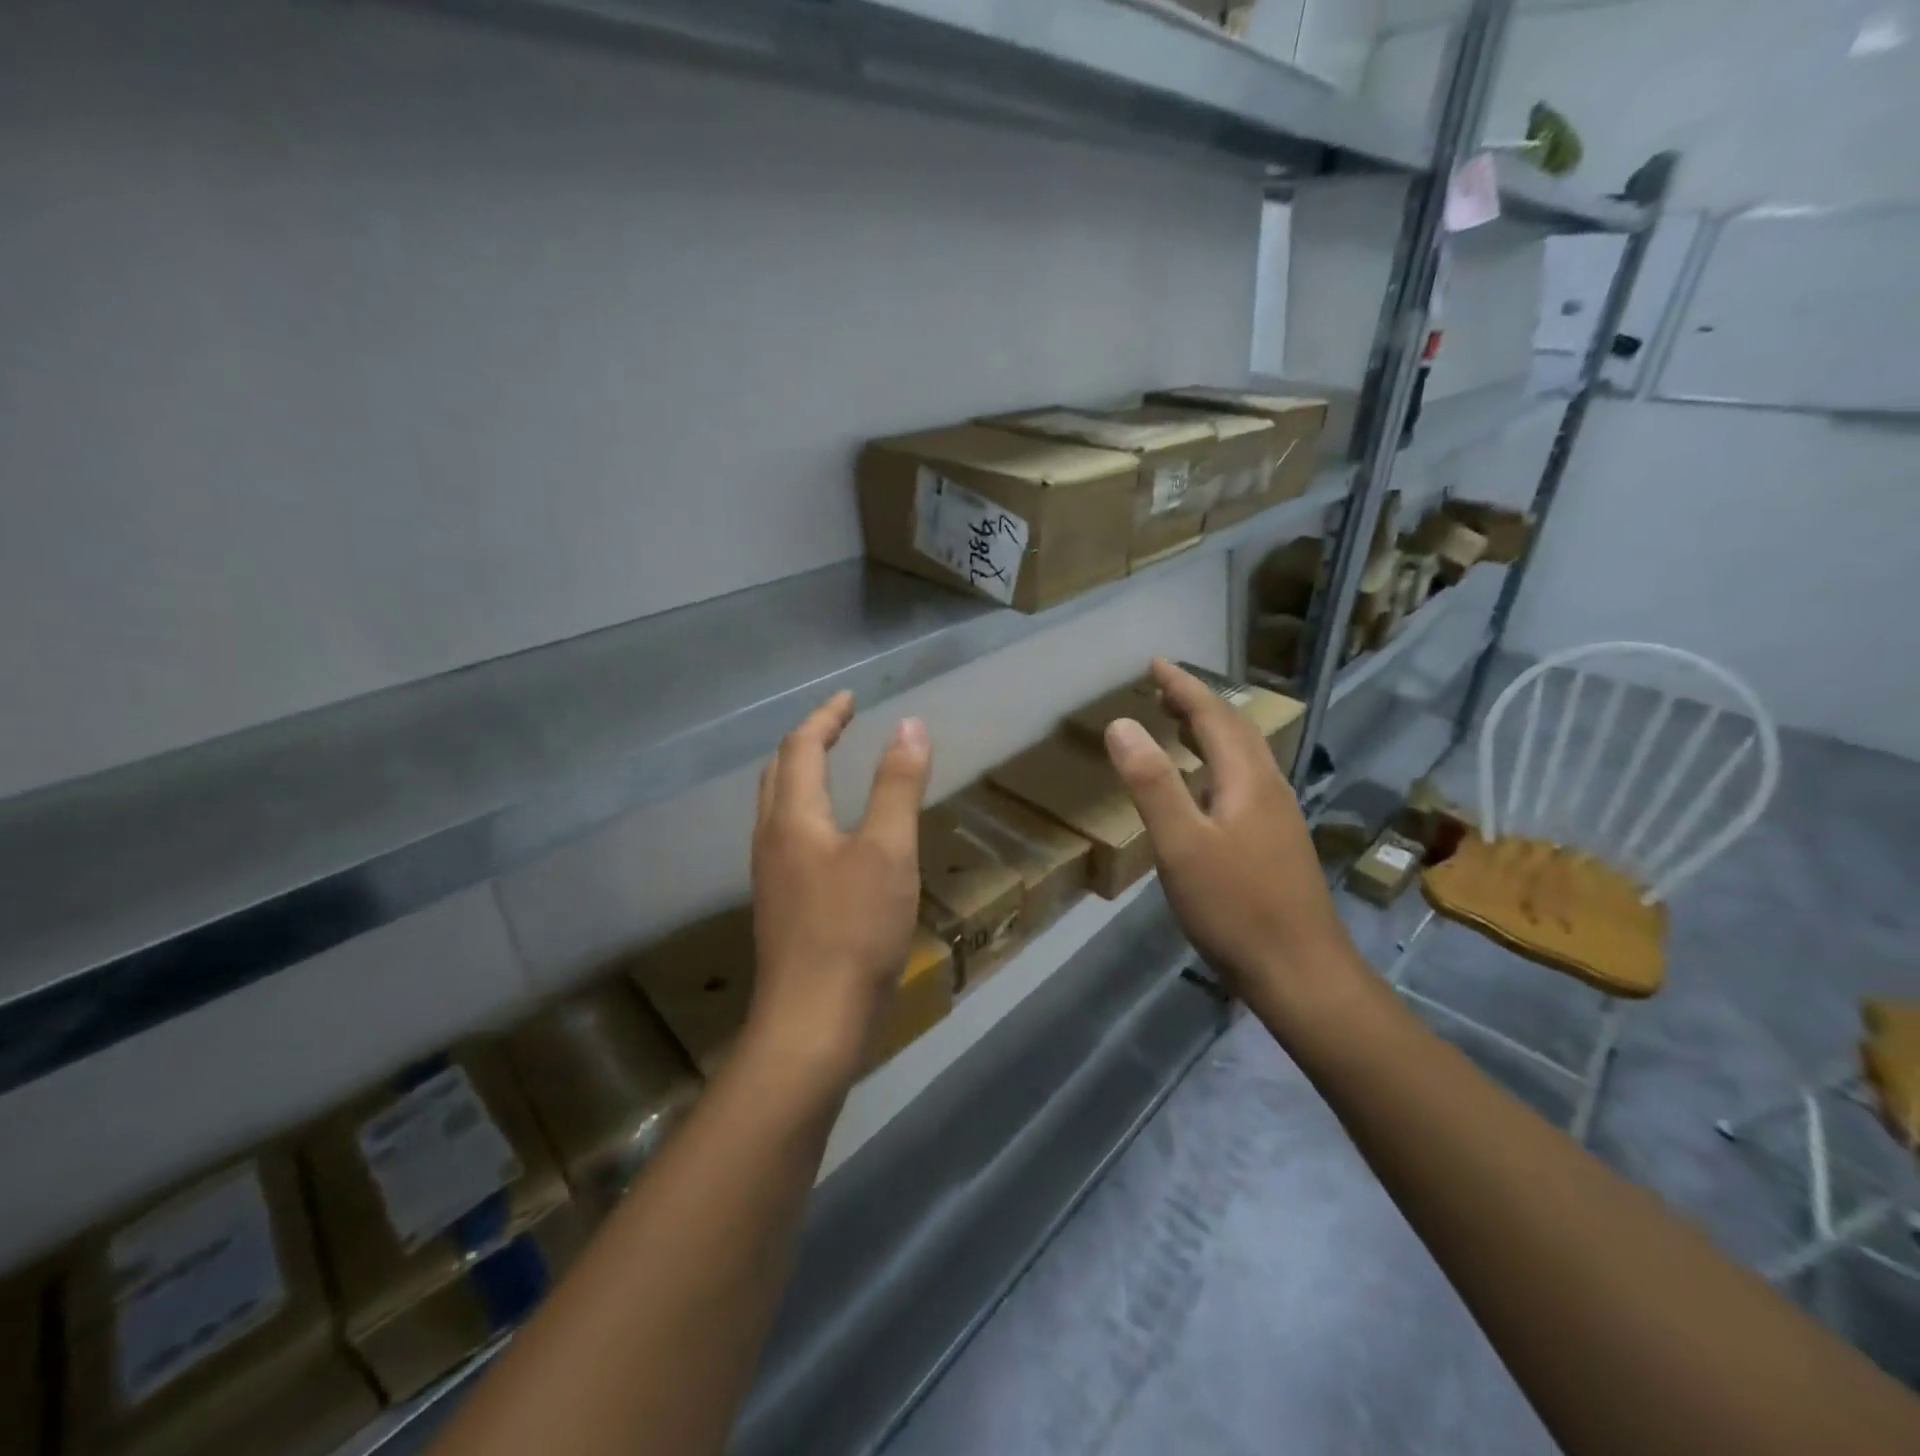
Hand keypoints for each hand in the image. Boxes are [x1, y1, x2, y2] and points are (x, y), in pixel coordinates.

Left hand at [748, 691, 931, 1084]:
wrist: (812, 1022)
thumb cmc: (854, 929)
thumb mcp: (888, 850)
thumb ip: (898, 785)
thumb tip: (909, 724)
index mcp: (792, 818)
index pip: (801, 747)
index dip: (826, 717)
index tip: (851, 698)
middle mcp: (771, 839)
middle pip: (779, 773)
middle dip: (807, 741)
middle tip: (839, 725)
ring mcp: (772, 876)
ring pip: (779, 807)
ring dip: (803, 776)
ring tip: (833, 767)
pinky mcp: (783, 906)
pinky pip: (789, 837)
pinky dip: (809, 812)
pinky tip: (833, 835)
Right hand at [1103, 659, 1353, 1004]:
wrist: (1301, 972)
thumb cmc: (1236, 908)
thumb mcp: (1181, 845)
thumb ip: (1151, 784)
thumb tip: (1121, 724)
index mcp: (1248, 780)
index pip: (1214, 715)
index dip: (1183, 686)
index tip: (1155, 663)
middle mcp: (1268, 788)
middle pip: (1235, 730)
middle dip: (1197, 703)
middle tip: (1162, 689)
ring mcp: (1277, 817)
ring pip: (1242, 757)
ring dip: (1209, 732)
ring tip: (1177, 724)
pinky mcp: (1276, 843)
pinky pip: (1243, 782)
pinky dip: (1216, 764)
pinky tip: (1203, 788)